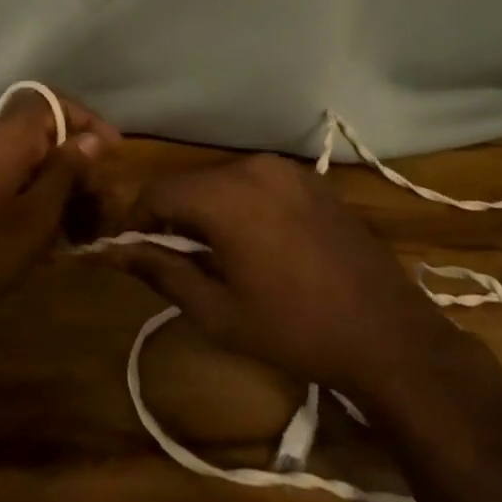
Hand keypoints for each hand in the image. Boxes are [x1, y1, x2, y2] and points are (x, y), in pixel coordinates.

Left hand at [0, 89, 120, 331]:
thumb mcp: (38, 213)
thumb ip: (67, 170)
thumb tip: (91, 138)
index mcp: (8, 137)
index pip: (53, 103)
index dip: (87, 120)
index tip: (115, 152)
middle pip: (47, 134)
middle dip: (79, 162)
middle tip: (101, 200)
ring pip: (35, 161)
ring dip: (63, 186)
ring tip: (86, 225)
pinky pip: (19, 182)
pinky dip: (42, 200)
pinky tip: (57, 237)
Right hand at [107, 154, 448, 392]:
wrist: (389, 335)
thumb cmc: (294, 330)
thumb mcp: (217, 311)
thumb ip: (160, 271)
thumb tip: (112, 252)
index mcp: (225, 196)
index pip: (156, 192)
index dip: (137, 221)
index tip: (138, 254)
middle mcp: (253, 167)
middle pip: (190, 183)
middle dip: (174, 216)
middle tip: (179, 261)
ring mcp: (287, 169)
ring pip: (223, 181)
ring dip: (209, 210)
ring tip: (221, 255)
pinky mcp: (312, 178)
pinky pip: (258, 182)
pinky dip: (243, 204)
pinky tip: (260, 243)